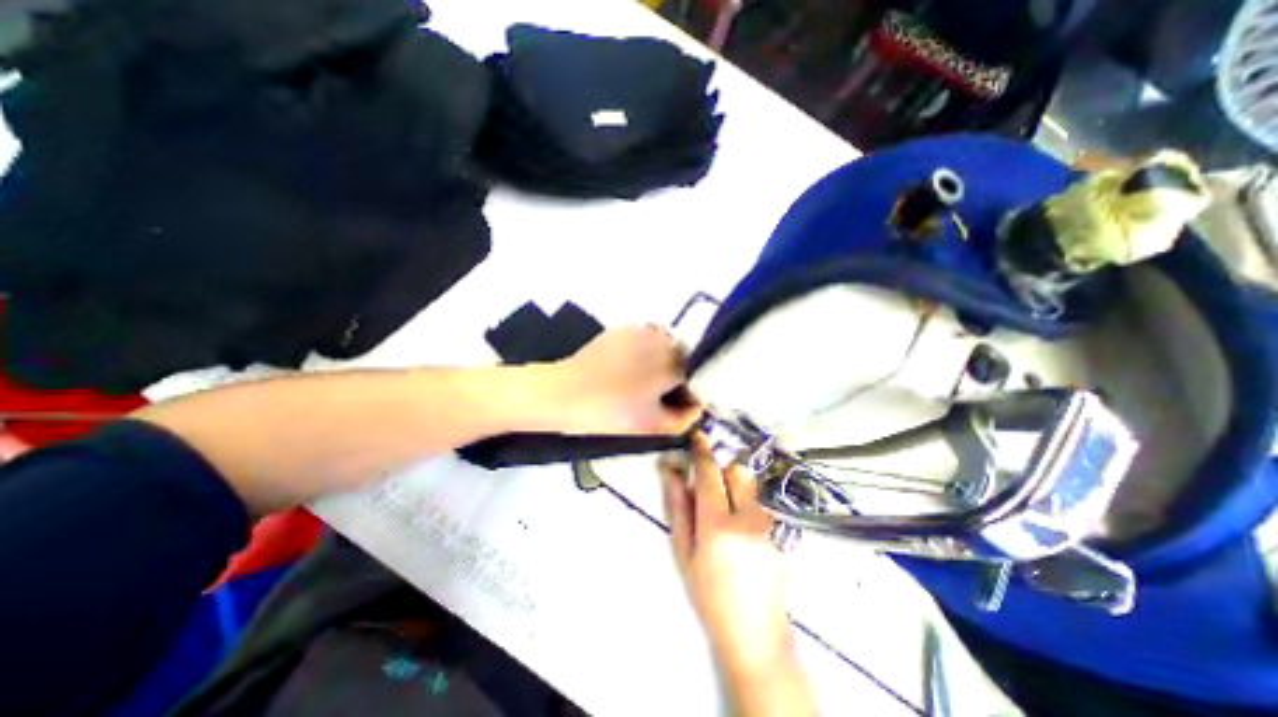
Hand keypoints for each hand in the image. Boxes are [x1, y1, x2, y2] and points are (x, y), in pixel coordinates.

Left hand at [549, 326, 701, 436]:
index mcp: (676, 359)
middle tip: (655, 402)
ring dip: (659, 368)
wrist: (564, 393)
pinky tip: (625, 374)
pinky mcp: (621, 329)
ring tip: (638, 388)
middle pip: (683, 362)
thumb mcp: (654, 425)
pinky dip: (643, 357)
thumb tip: (694, 407)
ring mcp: (641, 329)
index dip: (689, 398)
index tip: (673, 411)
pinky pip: (644, 343)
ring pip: (663, 351)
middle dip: (675, 381)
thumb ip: (685, 419)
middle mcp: (663, 336)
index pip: (698, 379)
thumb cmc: (612, 411)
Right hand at [664, 434, 796, 674]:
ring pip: (752, 482)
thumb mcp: (684, 552)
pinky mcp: (783, 529)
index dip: (702, 451)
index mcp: (718, 526)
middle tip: (711, 484)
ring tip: (728, 507)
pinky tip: (743, 524)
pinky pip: (762, 498)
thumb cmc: (709, 594)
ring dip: (736, 483)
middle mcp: (748, 517)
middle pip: (736, 470)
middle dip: (722, 468)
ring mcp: (770, 523)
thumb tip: (671, 469)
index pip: (709, 474)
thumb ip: (678, 506)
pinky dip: (749, 499)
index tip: (698, 435)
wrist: (756, 631)